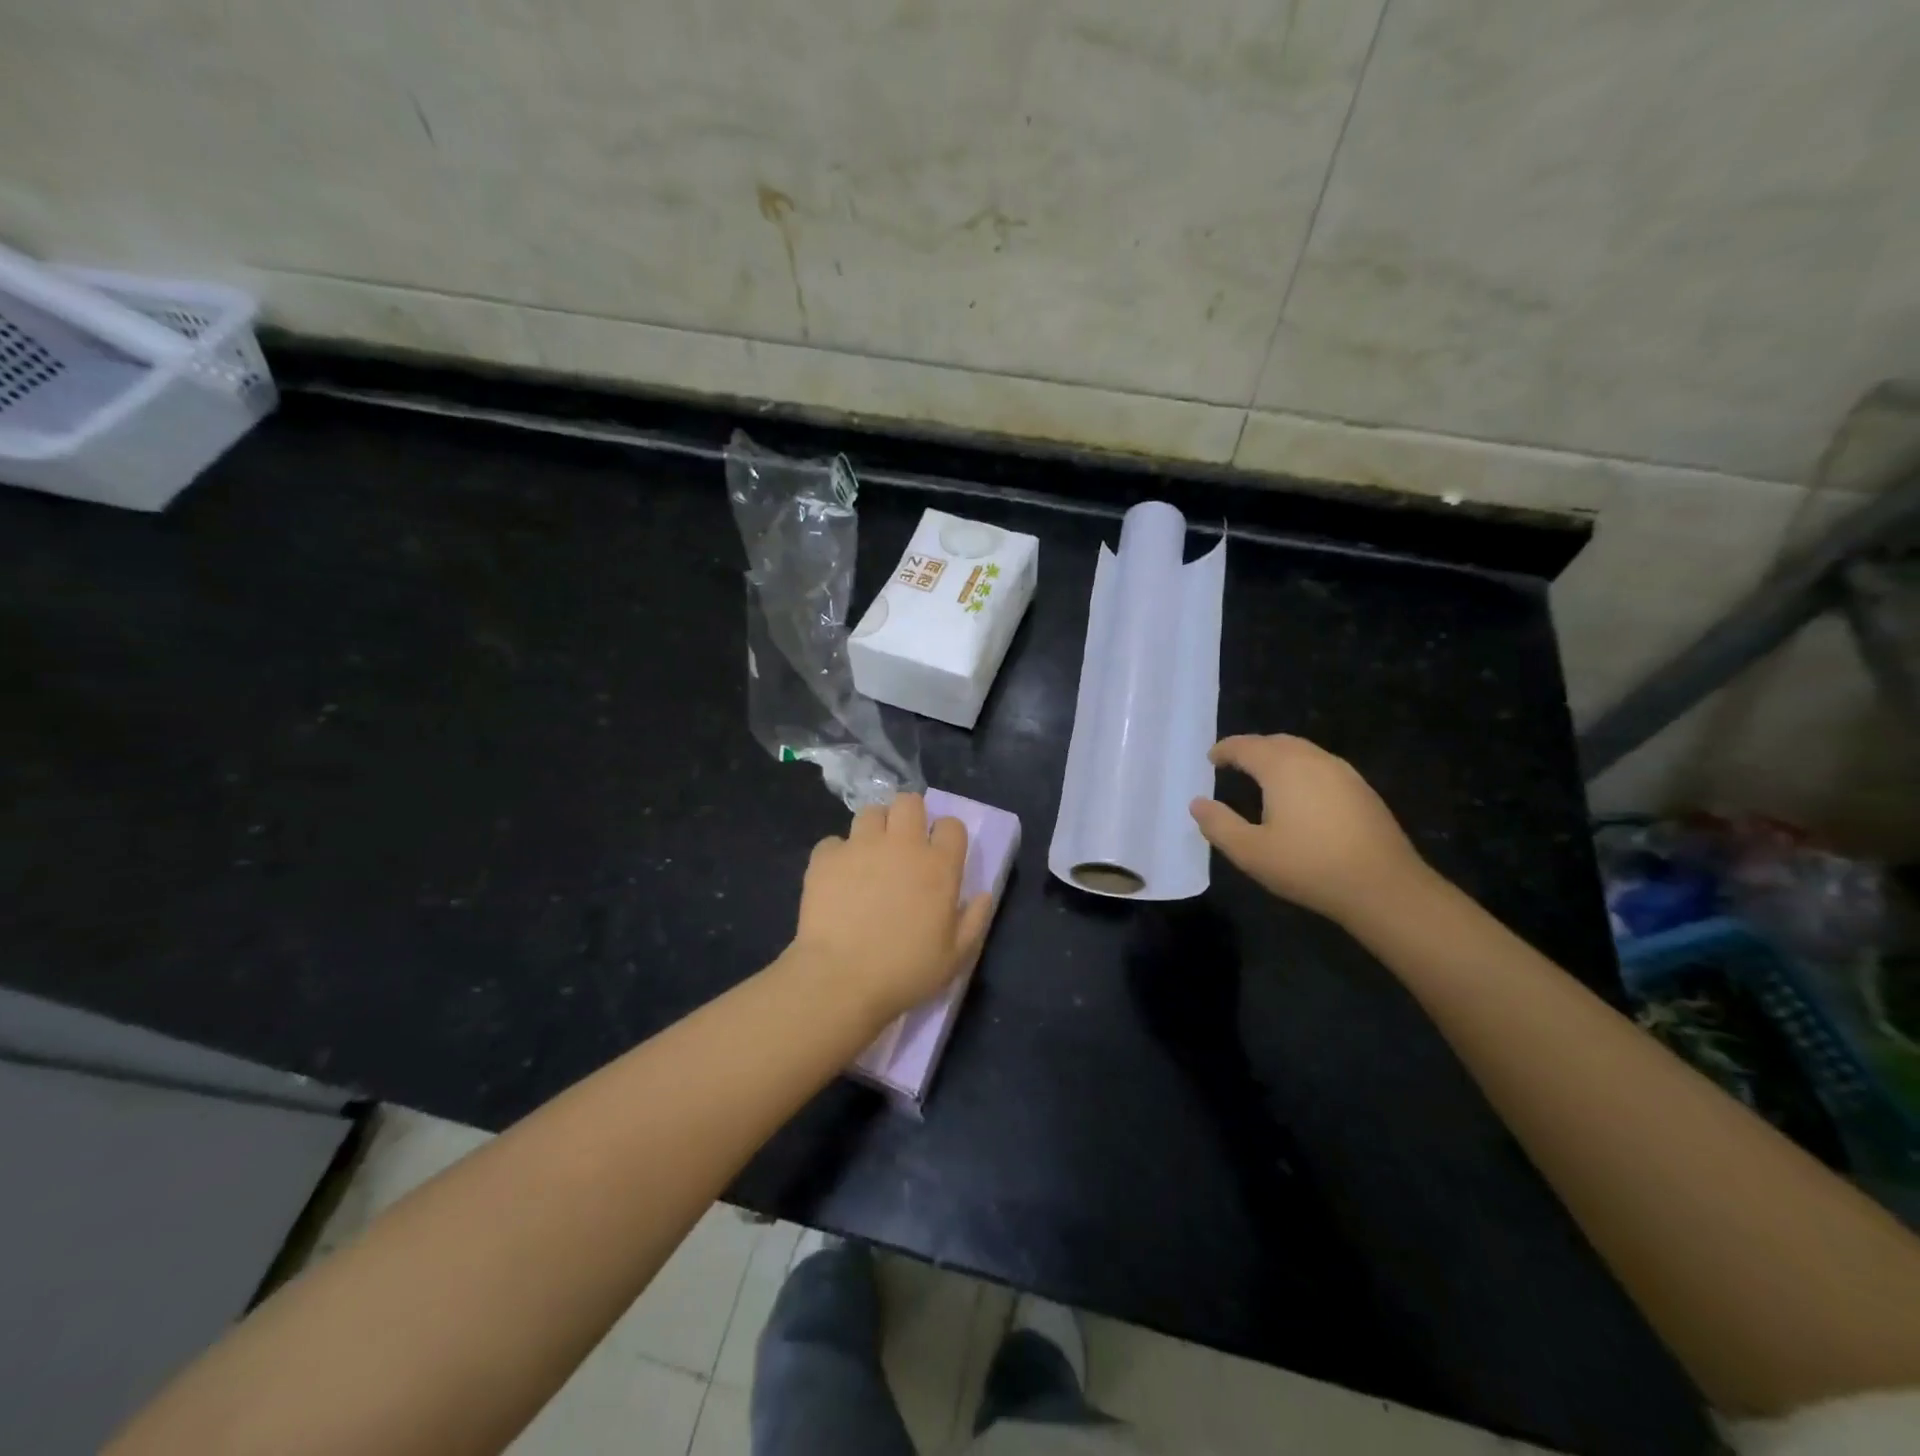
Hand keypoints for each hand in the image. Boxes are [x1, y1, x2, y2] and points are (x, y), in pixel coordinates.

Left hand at [789, 793, 994, 1023]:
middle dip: (909, 815)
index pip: (952, 825)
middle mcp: (902, 844)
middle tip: (904, 844)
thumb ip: (975, 920)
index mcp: (939, 866)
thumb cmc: (905, 971)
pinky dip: (837, 855)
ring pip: (870, 812)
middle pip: (909, 801)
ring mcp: (861, 846)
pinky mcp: (826, 857)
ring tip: (869, 856)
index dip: (947, 835)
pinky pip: (833, 842)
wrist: (841, 979)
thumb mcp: (955, 957)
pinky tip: (837, 878)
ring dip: (874, 829)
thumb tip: (982, 895)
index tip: (941, 854)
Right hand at [1189, 734, 1425, 924]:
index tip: (1211, 759)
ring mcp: (1343, 773)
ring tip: (1263, 776)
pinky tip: (1300, 795)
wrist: (1384, 887)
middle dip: (1252, 748)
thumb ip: (1218, 825)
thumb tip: (1197, 803)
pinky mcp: (1362, 790)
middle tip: (1234, 763)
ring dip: (1278, 756)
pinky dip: (1300, 769)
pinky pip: (1322, 766)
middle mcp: (1313, 760)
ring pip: (1302, 751)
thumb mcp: (1250, 852)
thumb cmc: (1309, 866)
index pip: (1246, 746)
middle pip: (1276, 742)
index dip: (1225, 750)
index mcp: (1283, 768)